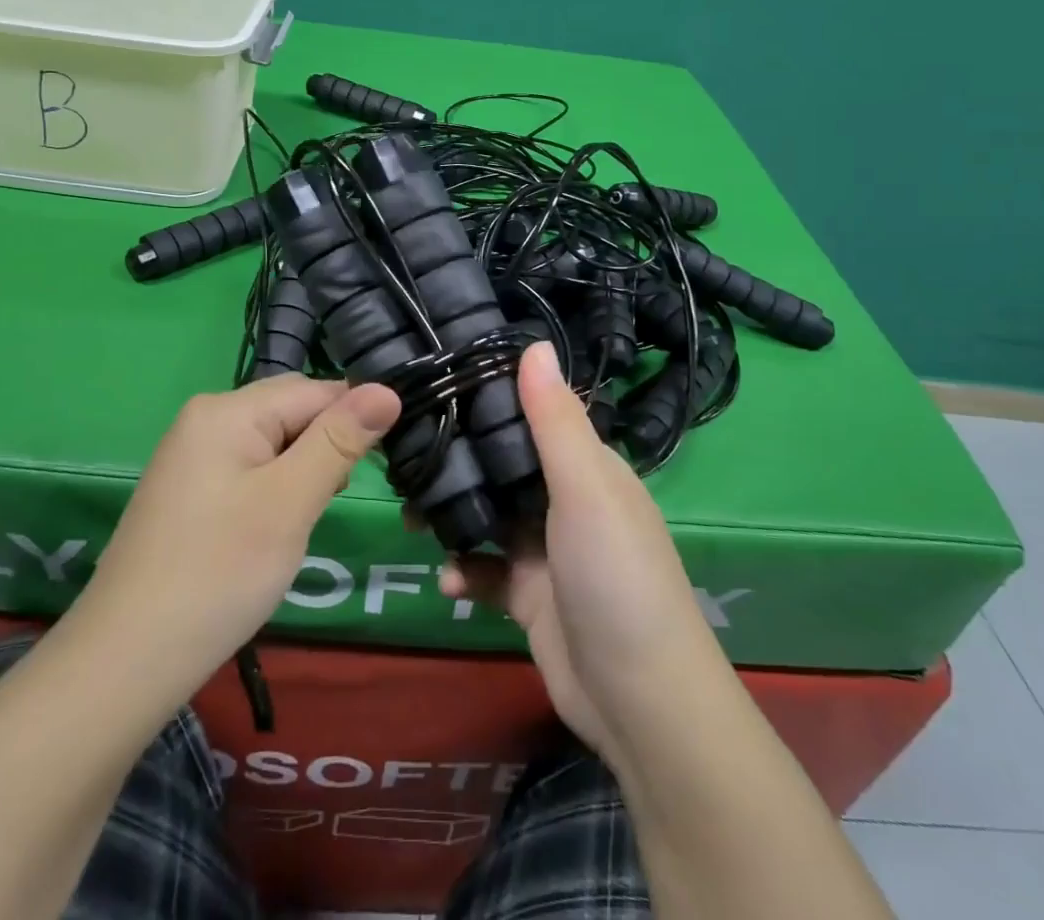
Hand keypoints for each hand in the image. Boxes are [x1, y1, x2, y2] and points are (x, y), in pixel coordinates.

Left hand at [65, 375, 398, 714]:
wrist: (125, 662)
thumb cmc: (218, 573)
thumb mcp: (290, 502)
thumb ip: (339, 441)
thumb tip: (387, 389)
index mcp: (227, 409)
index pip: (315, 391)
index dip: (355, 420)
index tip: (386, 462)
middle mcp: (206, 418)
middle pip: (292, 411)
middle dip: (327, 447)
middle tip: (337, 499)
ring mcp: (193, 455)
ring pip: (274, 442)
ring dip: (304, 470)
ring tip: (308, 517)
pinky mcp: (190, 490)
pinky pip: (250, 468)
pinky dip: (277, 489)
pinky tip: (277, 527)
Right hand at [440, 342, 728, 768]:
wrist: (639, 701)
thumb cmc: (615, 575)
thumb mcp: (586, 488)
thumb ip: (554, 420)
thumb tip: (535, 342)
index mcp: (586, 465)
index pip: (531, 414)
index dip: (488, 398)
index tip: (435, 384)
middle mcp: (565, 499)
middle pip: (502, 464)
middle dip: (457, 461)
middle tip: (404, 456)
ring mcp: (545, 549)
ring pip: (487, 515)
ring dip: (452, 515)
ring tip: (411, 517)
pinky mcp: (528, 595)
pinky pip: (485, 570)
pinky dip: (464, 571)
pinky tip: (449, 582)